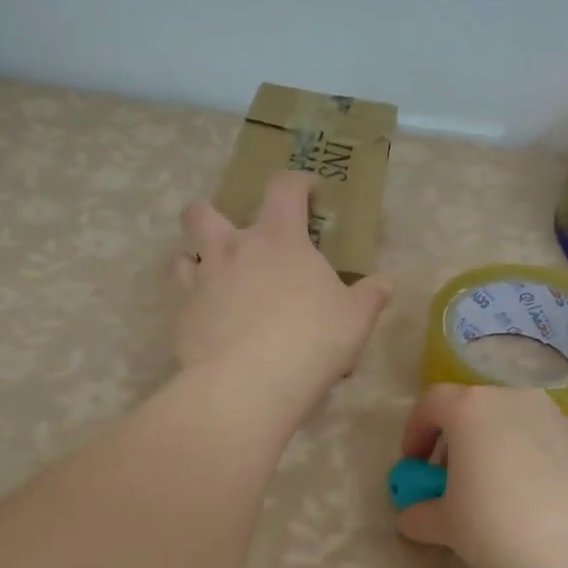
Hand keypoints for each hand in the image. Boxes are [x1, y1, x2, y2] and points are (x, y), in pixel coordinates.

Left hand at [174, 172, 391, 411]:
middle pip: (204, 211)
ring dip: (196, 260)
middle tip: (236, 239)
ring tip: (216, 281)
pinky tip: (210, 326)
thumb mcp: (355, 319)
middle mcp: (232, 250)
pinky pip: (181, 300)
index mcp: (279, 239)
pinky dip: (194, 305)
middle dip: (213, 214)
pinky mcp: (182, 317)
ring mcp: (201, 281)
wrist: (249, 384)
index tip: (309, 194)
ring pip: (183, 255)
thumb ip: (371, 295)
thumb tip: (386, 282)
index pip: (285, 187)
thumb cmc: (312, 341)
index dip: (297, 183)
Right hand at [396, 385, 567, 567]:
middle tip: (450, 481)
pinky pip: (540, 440)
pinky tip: (529, 499)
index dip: (415, 432)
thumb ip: (420, 514)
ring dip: (492, 448)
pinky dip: (525, 458)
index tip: (413, 466)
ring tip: (491, 492)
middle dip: (455, 441)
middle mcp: (512, 398)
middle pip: (472, 409)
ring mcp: (552, 415)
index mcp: (471, 407)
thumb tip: (411, 516)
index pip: (432, 403)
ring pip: (509, 422)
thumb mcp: (445, 525)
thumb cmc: (497, 524)